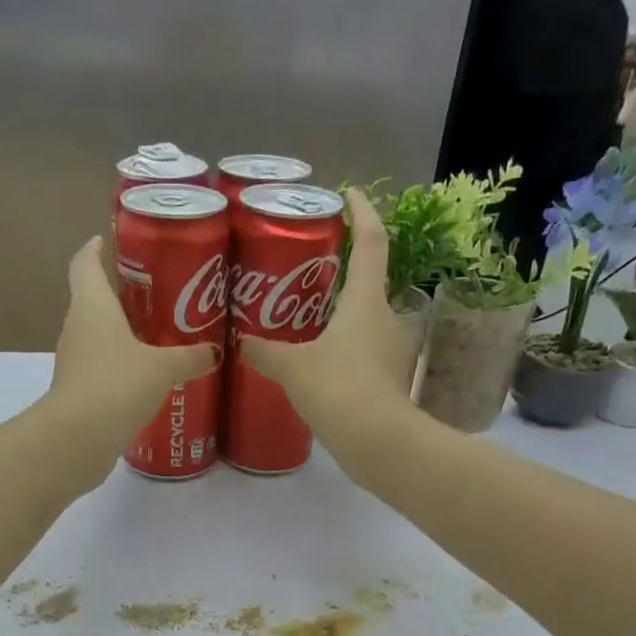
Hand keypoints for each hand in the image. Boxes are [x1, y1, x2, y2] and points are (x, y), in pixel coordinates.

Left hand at [46, 235, 217, 452]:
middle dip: (120, 294)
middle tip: (155, 292)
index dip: (94, 249)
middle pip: (93, 300)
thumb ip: (190, 357)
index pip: (85, 263)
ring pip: (98, 336)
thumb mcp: (162, 368)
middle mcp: (77, 327)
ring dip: (121, 334)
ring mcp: (74, 362)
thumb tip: (216, 352)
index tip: (107, 240)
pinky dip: (120, 366)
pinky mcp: (78, 392)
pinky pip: (102, 368)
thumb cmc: (117, 384)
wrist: (78, 438)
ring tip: (158, 336)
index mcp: (92, 305)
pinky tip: (146, 378)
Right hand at [236, 190, 418, 470]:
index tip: (350, 193)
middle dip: (344, 277)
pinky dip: (346, 356)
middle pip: (369, 286)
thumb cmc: (338, 388)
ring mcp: (393, 354)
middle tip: (312, 276)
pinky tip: (321, 371)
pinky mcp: (390, 385)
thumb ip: (267, 353)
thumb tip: (241, 343)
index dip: (362, 212)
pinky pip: (365, 359)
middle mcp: (386, 320)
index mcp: (365, 301)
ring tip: (309, 326)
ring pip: (367, 326)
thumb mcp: (293, 368)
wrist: (378, 442)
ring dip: (344, 321)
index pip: (371, 241)